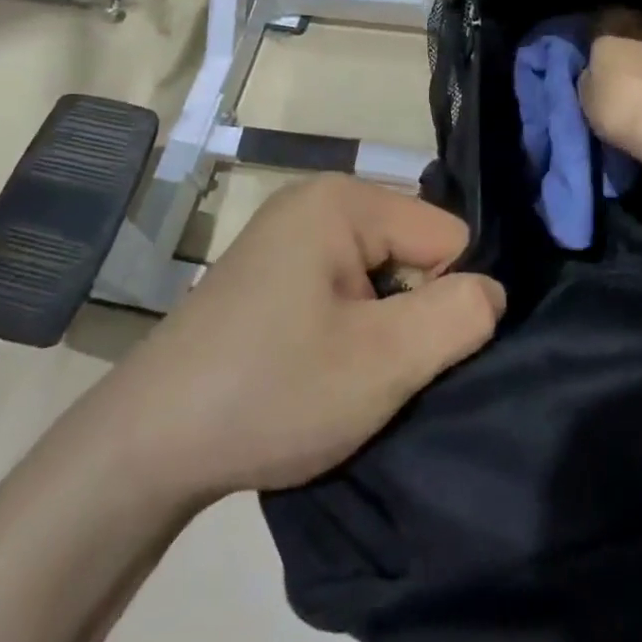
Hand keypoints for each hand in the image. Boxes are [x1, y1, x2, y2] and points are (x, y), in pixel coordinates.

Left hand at [102, 176, 506, 500]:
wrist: (148, 442)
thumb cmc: (272, 390)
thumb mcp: (382, 362)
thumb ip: (457, 317)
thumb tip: (494, 290)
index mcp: (343, 200)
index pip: (447, 234)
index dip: (446, 298)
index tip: (411, 355)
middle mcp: (316, 199)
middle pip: (412, 248)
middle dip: (412, 311)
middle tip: (375, 370)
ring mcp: (289, 232)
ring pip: (379, 271)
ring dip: (380, 325)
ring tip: (346, 374)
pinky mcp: (272, 268)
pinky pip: (342, 283)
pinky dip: (348, 326)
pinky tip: (319, 367)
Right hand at [578, 9, 641, 165]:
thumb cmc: (620, 106)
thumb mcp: (586, 94)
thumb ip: (592, 73)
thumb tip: (597, 71)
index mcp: (617, 23)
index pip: (604, 21)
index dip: (602, 40)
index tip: (600, 59)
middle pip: (640, 29)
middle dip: (636, 46)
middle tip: (630, 72)